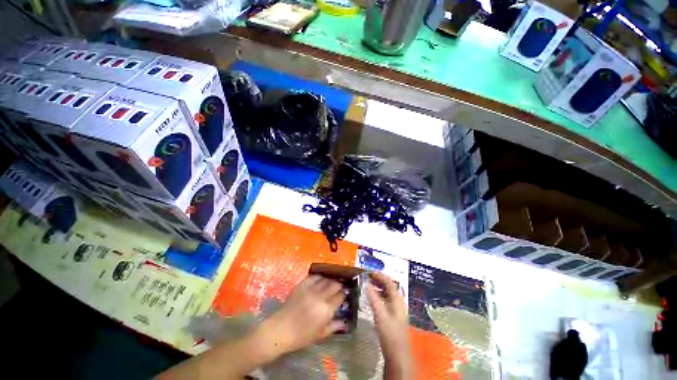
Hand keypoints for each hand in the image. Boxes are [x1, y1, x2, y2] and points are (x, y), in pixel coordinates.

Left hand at [255, 275, 345, 360]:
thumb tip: (345, 322)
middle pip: (334, 284)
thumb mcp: (320, 335)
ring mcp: (310, 289)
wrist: (280, 330)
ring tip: (331, 283)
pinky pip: (314, 277)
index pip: (340, 296)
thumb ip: (334, 326)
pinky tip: (320, 280)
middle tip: (339, 288)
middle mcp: (320, 296)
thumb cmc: (301, 336)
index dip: (343, 294)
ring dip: (330, 280)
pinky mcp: (302, 285)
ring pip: (325, 279)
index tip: (344, 295)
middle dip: (339, 285)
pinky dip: (319, 277)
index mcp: (326, 309)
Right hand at [367, 272, 412, 379]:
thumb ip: (374, 299)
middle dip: (379, 280)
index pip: (390, 283)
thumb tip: (367, 284)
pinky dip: (378, 296)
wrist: (398, 357)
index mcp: (397, 301)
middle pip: (389, 287)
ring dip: (379, 287)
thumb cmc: (390, 335)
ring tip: (368, 284)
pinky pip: (385, 301)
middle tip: (368, 276)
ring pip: (387, 294)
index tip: (370, 271)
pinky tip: (372, 299)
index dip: (381, 276)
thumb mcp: (381, 316)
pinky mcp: (392, 317)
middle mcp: (398, 303)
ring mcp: (395, 311)